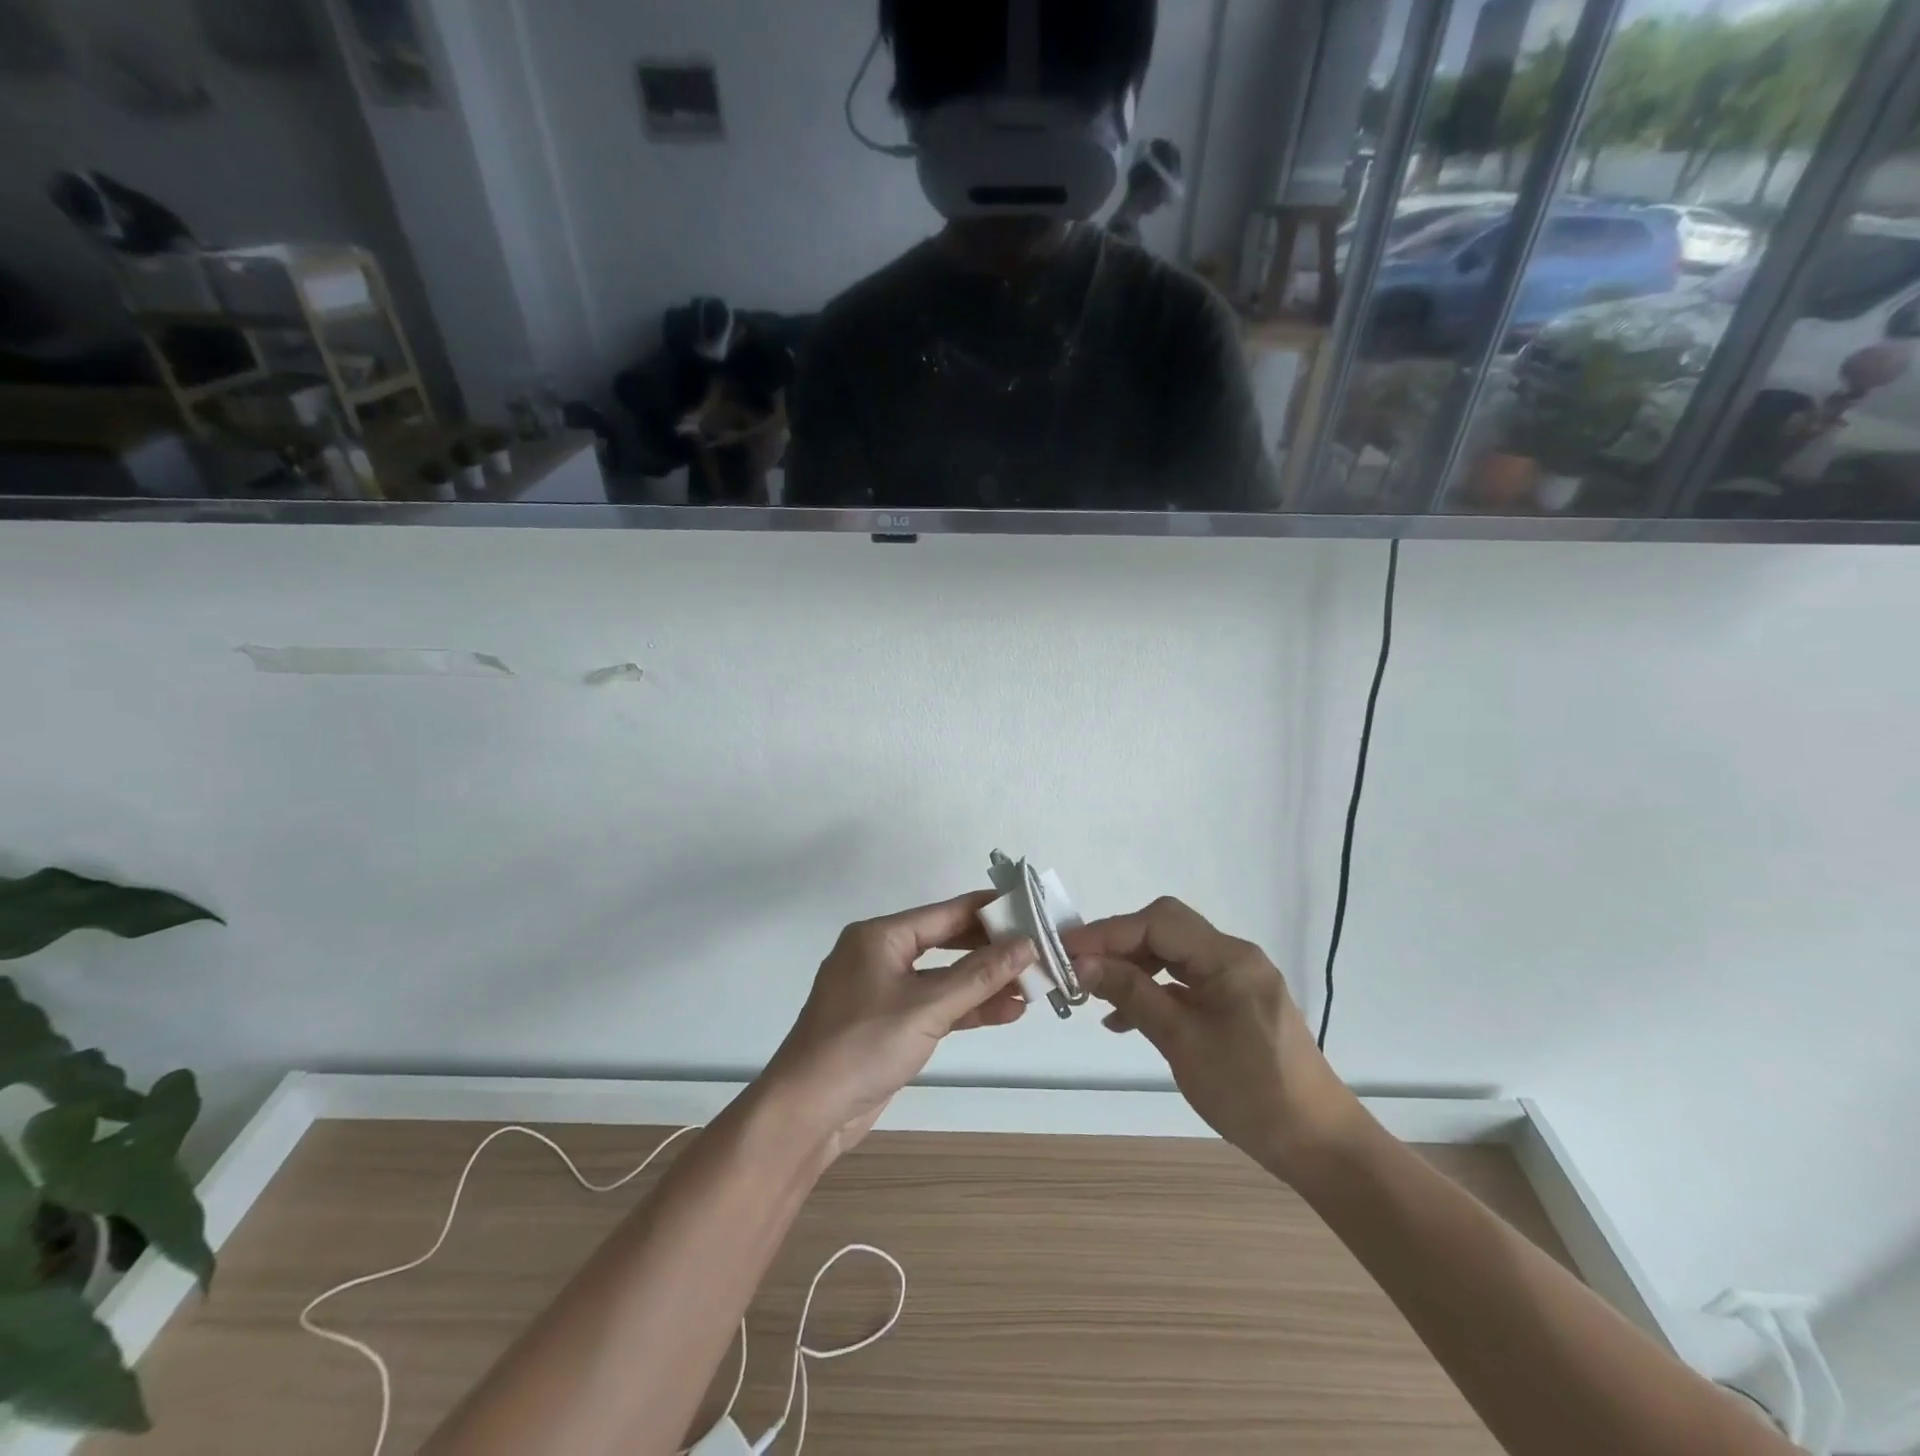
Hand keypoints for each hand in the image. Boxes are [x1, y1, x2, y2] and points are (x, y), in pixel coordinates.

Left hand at [764, 892, 1035, 1156]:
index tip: (1029, 907)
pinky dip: (965, 1008)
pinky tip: (1005, 1011)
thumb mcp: (927, 1006)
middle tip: (1037, 950)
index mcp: (880, 936)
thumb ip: (980, 975)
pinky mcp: (888, 1024)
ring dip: (983, 983)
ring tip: (1032, 986)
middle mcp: (880, 956)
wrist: (807, 1112)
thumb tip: (1026, 944)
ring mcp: (883, 991)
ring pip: (943, 978)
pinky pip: (934, 1005)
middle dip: (990, 950)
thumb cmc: (863, 1044)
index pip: (945, 913)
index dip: (988, 910)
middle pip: (946, 942)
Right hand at [1064, 897, 1360, 1179]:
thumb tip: (1083, 963)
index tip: (1067, 949)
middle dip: (1119, 945)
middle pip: (1165, 930)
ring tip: (1097, 994)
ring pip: (1173, 955)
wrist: (1318, 1145)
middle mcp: (1235, 957)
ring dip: (1134, 968)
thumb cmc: (1250, 1092)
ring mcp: (1237, 979)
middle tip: (1080, 968)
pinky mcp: (1236, 1003)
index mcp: (1228, 958)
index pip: (1158, 922)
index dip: (1109, 931)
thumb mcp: (1181, 1041)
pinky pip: (1186, 981)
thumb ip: (1132, 994)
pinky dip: (1154, 990)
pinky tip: (1127, 1018)